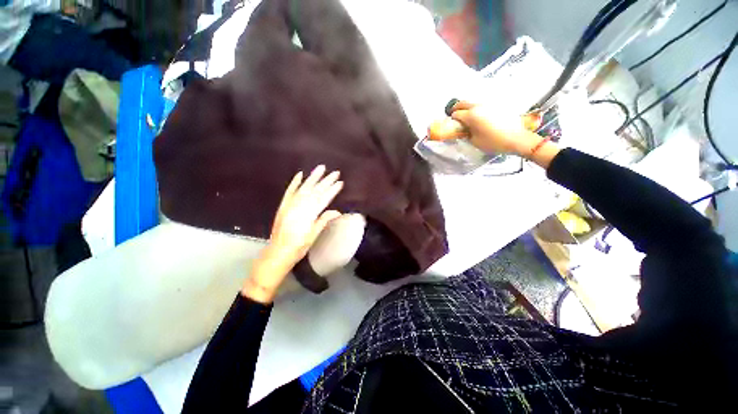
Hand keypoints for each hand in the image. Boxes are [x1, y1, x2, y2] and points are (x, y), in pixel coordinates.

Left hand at [242, 165, 343, 302]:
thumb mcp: (313, 235)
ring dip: (312, 177)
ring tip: (321, 168)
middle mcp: (299, 207)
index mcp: (308, 215)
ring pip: (303, 188)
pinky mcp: (283, 206)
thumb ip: (323, 221)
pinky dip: (294, 183)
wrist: (277, 253)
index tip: (340, 183)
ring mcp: (289, 205)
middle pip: (315, 191)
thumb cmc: (298, 247)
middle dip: (326, 181)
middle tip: (335, 172)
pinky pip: (289, 191)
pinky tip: (300, 174)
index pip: (323, 199)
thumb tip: (337, 211)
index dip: (332, 190)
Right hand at [447, 101, 538, 155]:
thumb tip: (464, 129)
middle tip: (455, 115)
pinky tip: (479, 117)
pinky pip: (482, 105)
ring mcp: (488, 104)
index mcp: (471, 116)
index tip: (452, 124)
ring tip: (467, 116)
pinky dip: (477, 109)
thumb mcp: (474, 141)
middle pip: (463, 103)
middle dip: (457, 108)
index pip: (456, 114)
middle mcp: (478, 107)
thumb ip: (466, 133)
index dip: (452, 119)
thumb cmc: (493, 142)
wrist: (516, 138)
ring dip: (467, 108)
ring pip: (473, 103)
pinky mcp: (497, 105)